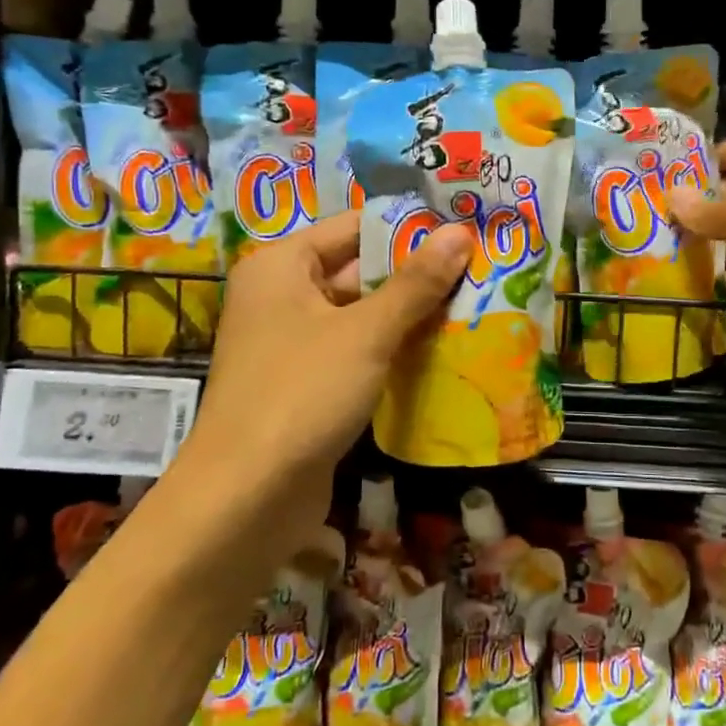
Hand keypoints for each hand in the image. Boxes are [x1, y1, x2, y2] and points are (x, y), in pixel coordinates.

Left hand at [170, 211, 471, 550]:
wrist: (246, 498)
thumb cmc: (302, 394)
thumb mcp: (366, 333)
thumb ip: (415, 283)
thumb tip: (460, 232)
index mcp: (281, 266)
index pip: (353, 227)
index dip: (407, 229)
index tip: (463, 234)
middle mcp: (281, 297)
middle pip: (357, 271)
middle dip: (415, 276)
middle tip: (479, 272)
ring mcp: (292, 345)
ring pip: (360, 316)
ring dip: (408, 316)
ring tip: (473, 307)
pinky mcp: (306, 386)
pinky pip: (355, 353)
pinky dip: (391, 351)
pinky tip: (440, 353)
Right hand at [666, 130, 725, 376]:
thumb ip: (707, 206)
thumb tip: (672, 195)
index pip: (721, 150)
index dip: (686, 167)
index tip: (643, 187)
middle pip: (722, 195)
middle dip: (685, 210)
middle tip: (636, 226)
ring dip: (698, 248)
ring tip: (648, 258)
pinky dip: (719, 280)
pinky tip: (686, 289)